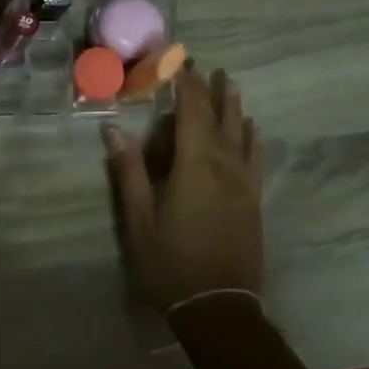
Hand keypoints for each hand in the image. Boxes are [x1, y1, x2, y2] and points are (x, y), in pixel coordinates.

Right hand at [103, 69, 263, 312]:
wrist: (219, 306)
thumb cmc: (171, 261)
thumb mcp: (139, 218)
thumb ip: (129, 170)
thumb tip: (113, 128)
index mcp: (194, 166)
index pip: (191, 114)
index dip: (186, 86)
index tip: (180, 62)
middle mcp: (224, 167)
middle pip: (219, 119)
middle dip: (210, 90)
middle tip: (207, 66)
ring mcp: (243, 183)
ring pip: (240, 135)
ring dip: (234, 108)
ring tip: (231, 84)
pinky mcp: (253, 200)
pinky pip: (255, 158)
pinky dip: (252, 138)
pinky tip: (252, 129)